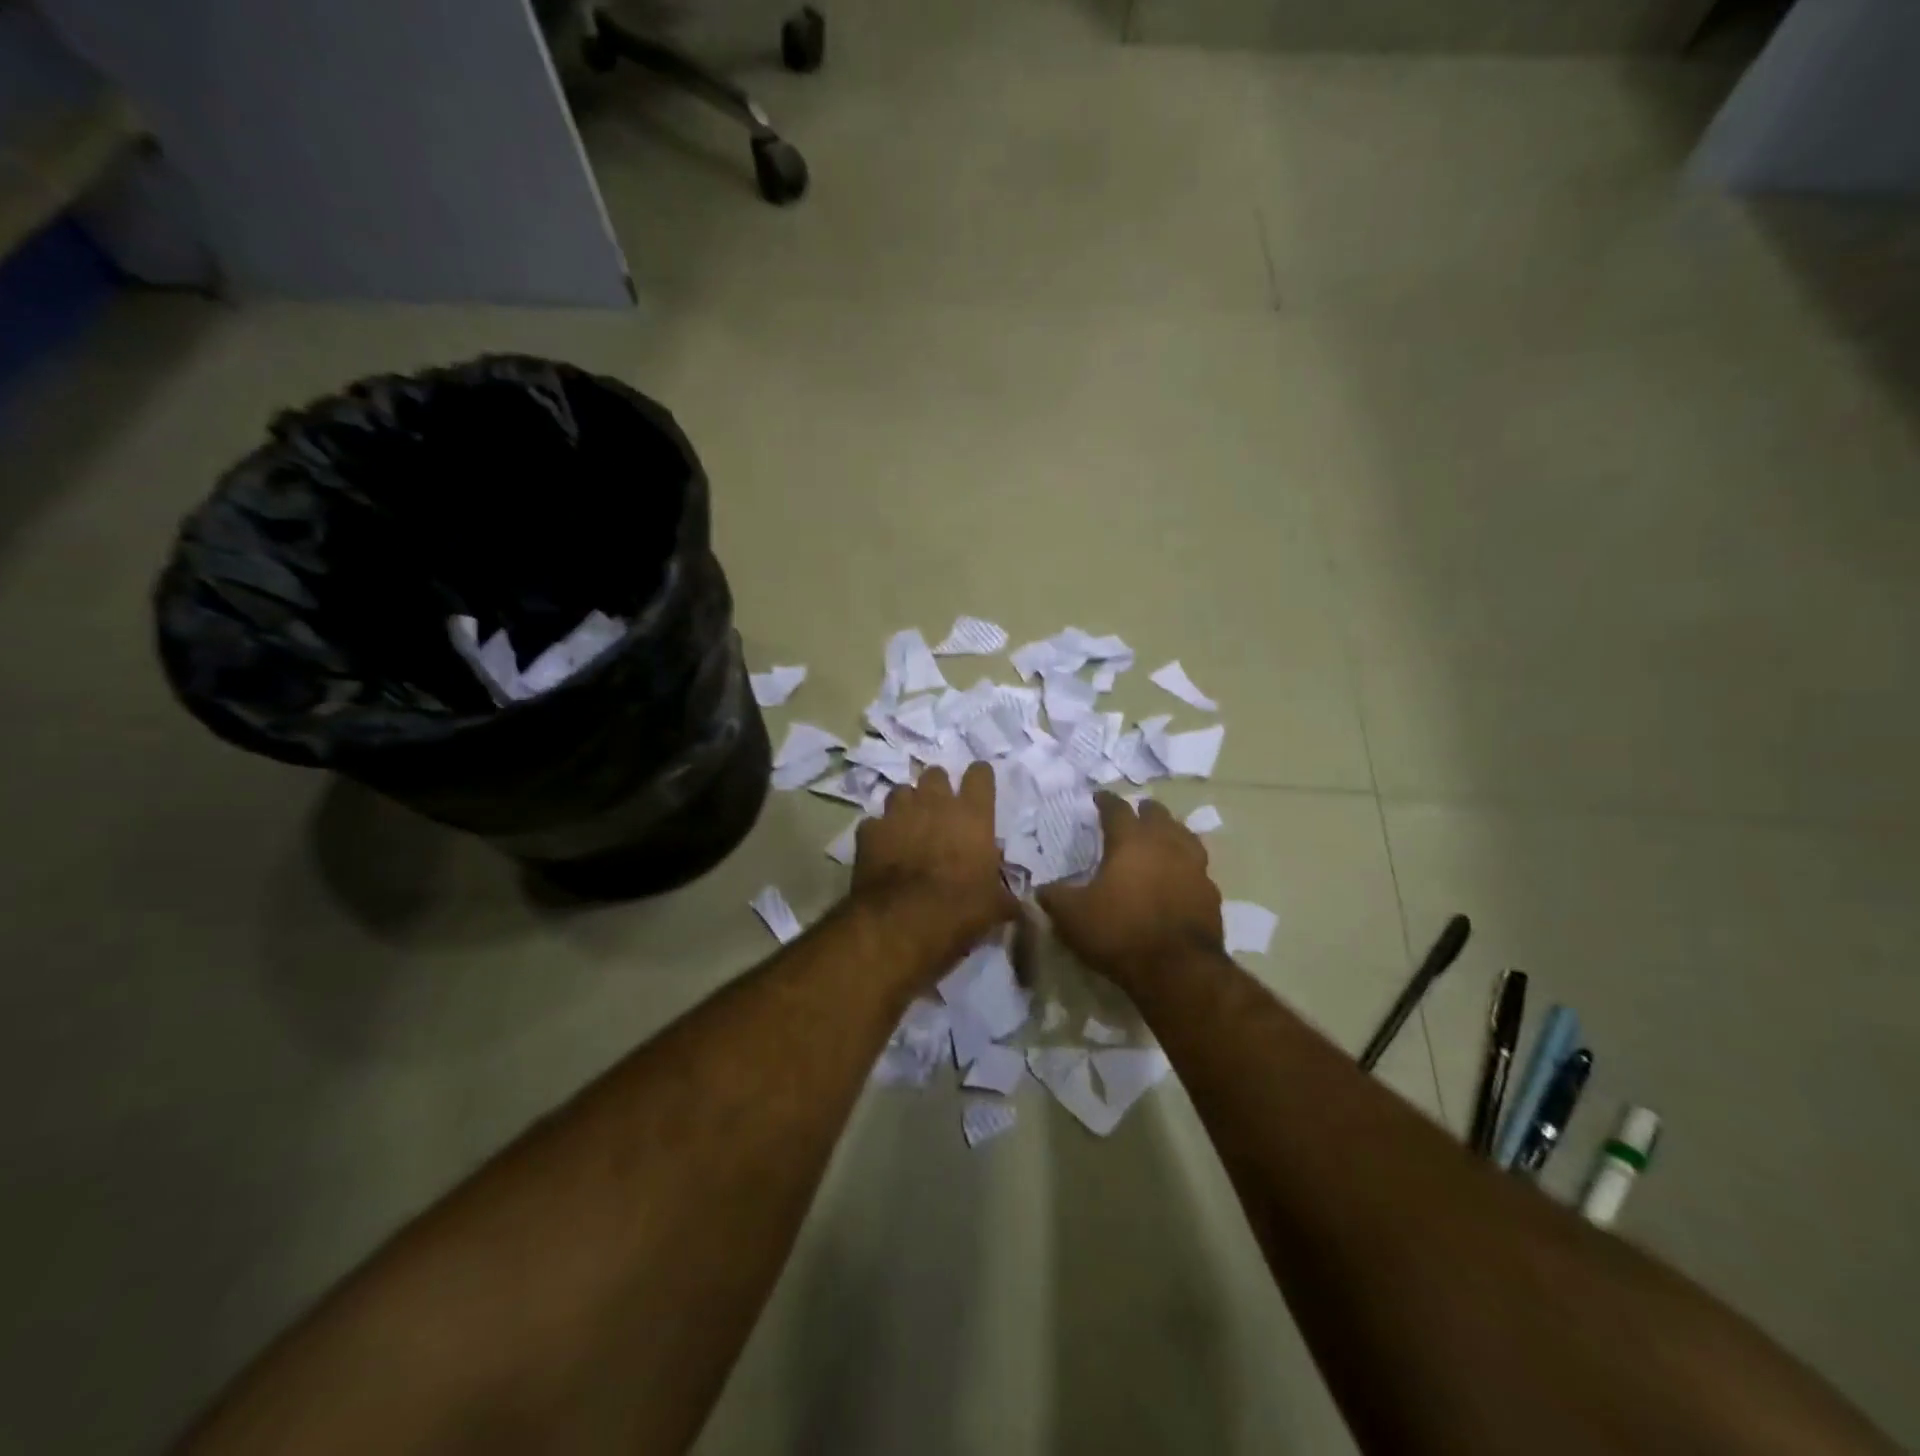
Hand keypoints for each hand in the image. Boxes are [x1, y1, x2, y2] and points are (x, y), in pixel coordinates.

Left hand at [851, 761, 1016, 965]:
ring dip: (907, 804)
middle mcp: (935, 803)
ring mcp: (898, 813)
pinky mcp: (869, 831)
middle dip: (938, 788)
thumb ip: (1003, 895)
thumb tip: (1014, 903)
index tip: (979, 788)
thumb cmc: (960, 908)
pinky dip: (879, 832)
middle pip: (936, 774)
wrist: (903, 921)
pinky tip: (882, 848)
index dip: (980, 778)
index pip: (980, 774)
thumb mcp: (994, 906)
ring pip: (901, 791)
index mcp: (973, 814)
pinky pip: (875, 823)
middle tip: (940, 810)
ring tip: (909, 824)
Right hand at [1038, 794, 1222, 988]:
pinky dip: (1187, 867)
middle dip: (1145, 811)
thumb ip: (1055, 897)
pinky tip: (1181, 877)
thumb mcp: (1072, 916)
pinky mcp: (1211, 894)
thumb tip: (1042, 889)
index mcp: (1130, 841)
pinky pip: (1198, 869)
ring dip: (1172, 832)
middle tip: (1135, 813)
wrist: (1177, 970)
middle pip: (1158, 815)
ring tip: (1163, 837)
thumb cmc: (1119, 932)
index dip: (1106, 801)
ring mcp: (1194, 868)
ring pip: (1185, 836)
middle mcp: (1166, 844)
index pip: (1117, 809)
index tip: (1099, 797)